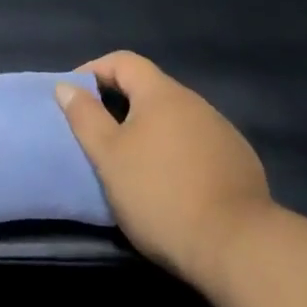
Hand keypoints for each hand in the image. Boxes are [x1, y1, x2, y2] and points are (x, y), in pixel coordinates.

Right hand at [55, 51, 272, 296]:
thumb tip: (67, 86)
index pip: (123, 61)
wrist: (237, 246)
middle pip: (150, 89)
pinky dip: (177, 152)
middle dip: (121, 104)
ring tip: (134, 162)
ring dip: (151, 130)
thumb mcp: (109, 157)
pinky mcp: (239, 161)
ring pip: (176, 119)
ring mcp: (222, 131)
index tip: (74, 93)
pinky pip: (198, 144)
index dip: (94, 70)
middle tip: (99, 133)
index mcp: (162, 93)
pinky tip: (173, 183)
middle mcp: (195, 102)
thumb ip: (86, 118)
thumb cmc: (160, 194)